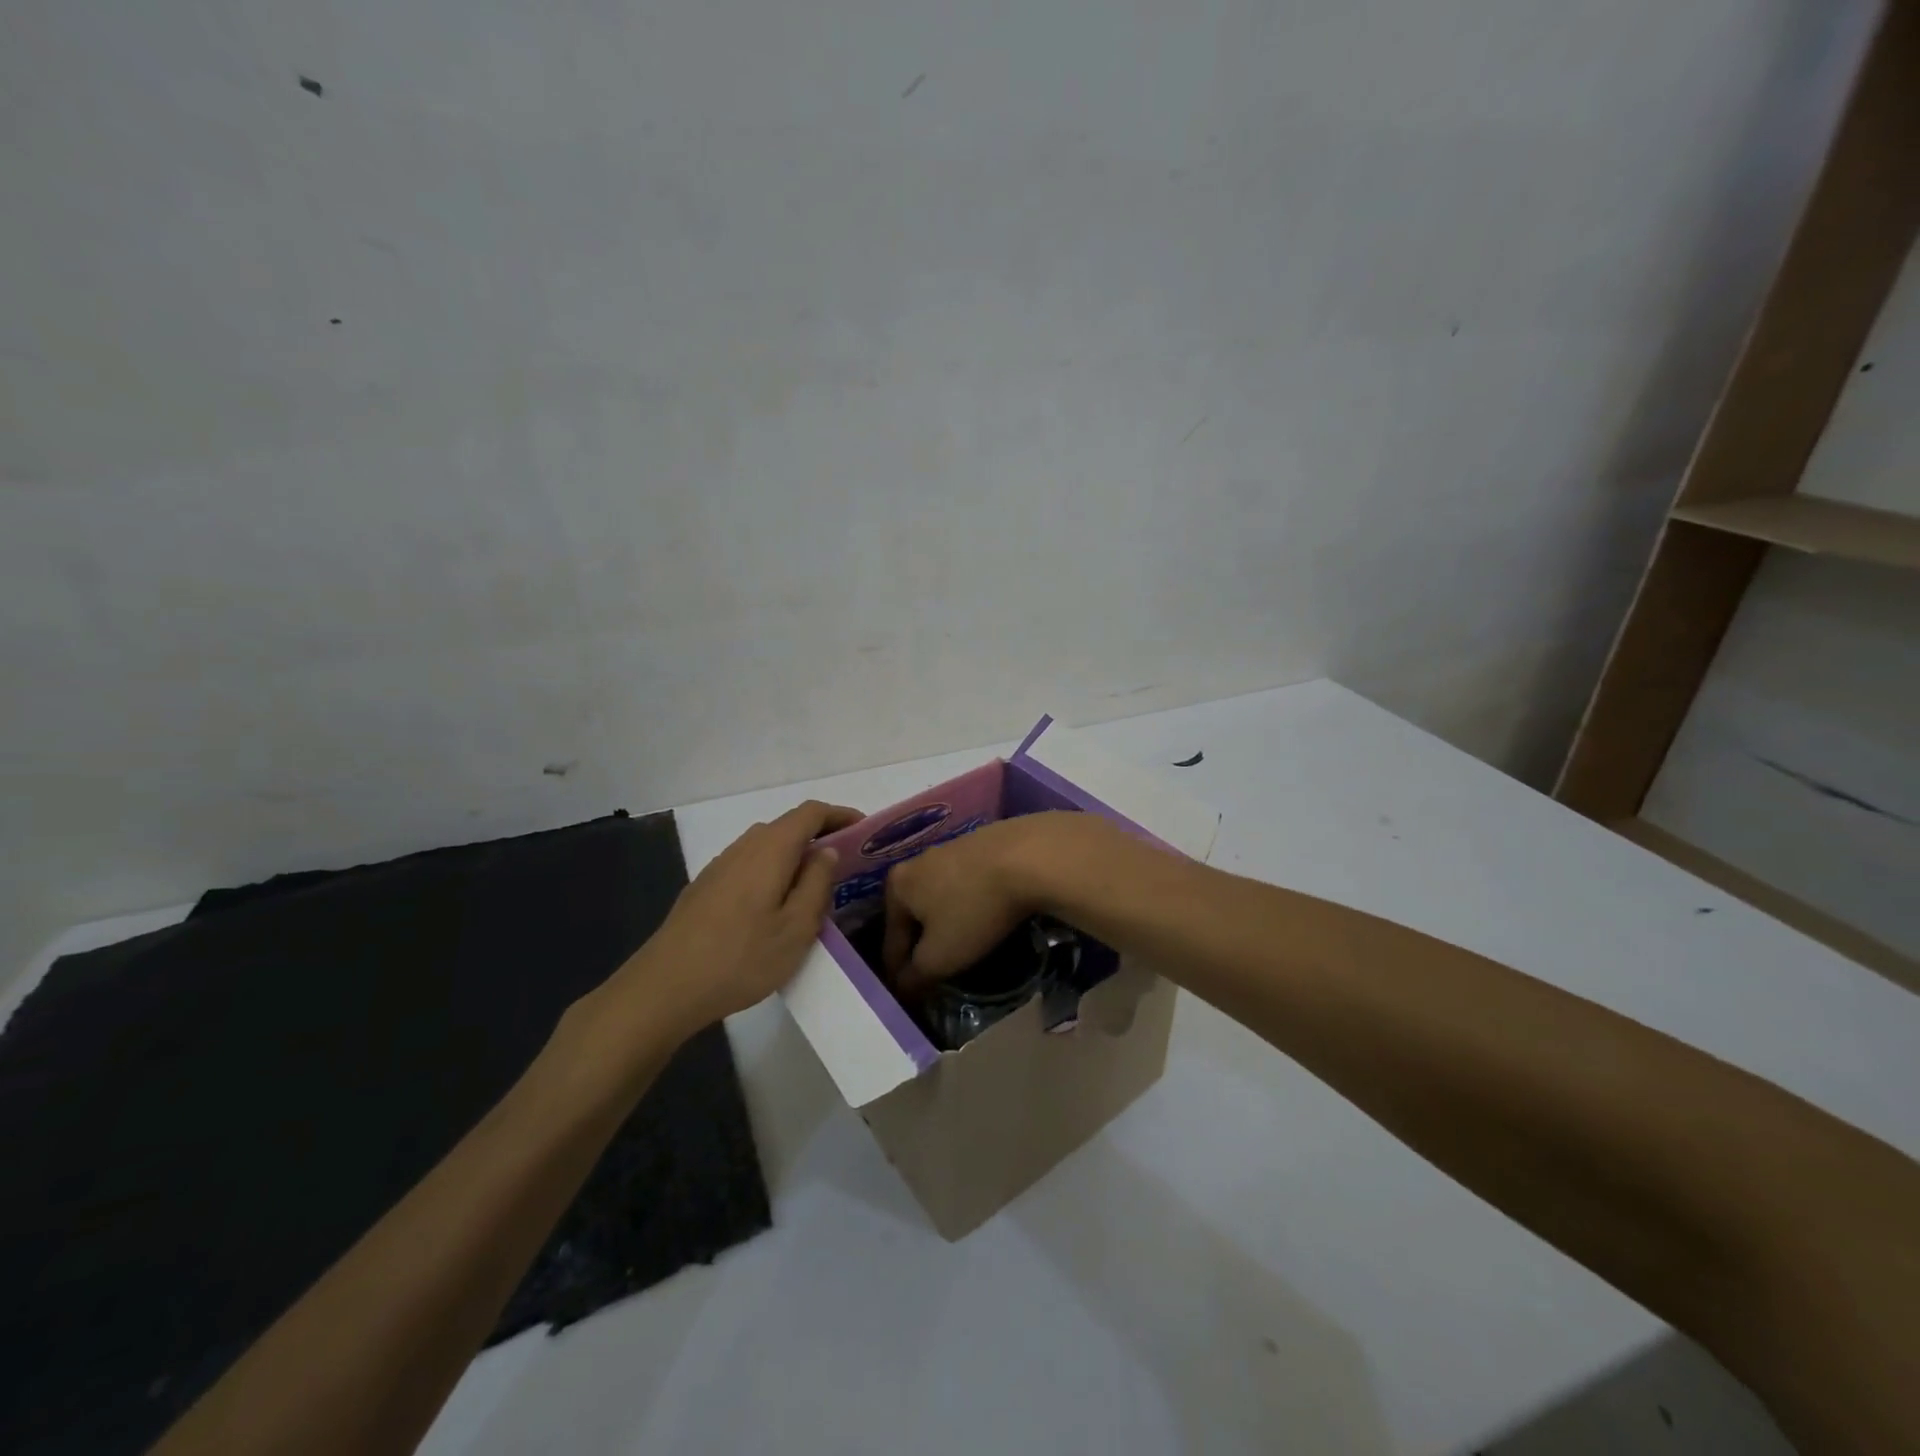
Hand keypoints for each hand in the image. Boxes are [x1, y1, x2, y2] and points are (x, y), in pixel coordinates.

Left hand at [600, 800, 861, 1042]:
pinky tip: (775, 904)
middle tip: (847, 862)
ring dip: (795, 855)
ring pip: (767, 846)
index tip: (865, 830)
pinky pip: (749, 864)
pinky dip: (773, 870)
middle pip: (788, 826)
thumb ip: (817, 884)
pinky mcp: (705, 886)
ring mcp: (720, 865)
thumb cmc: (741, 958)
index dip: (840, 815)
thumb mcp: (796, 928)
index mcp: (771, 849)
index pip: (811, 812)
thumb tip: (827, 852)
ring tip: (815, 885)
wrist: (665, 987)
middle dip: (820, 836)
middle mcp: (744, 846)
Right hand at [884, 811, 1110, 990]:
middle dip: (923, 944)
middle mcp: (917, 861)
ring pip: (941, 897)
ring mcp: (950, 848)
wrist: (1028, 856)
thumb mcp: (940, 956)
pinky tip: (985, 913)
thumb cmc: (974, 909)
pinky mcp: (980, 844)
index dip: (899, 975)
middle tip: (936, 971)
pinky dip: (970, 902)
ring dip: (947, 921)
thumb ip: (915, 976)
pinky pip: (967, 884)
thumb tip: (902, 987)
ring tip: (964, 944)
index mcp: (896, 886)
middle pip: (914, 916)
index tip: (909, 997)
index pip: (891, 943)